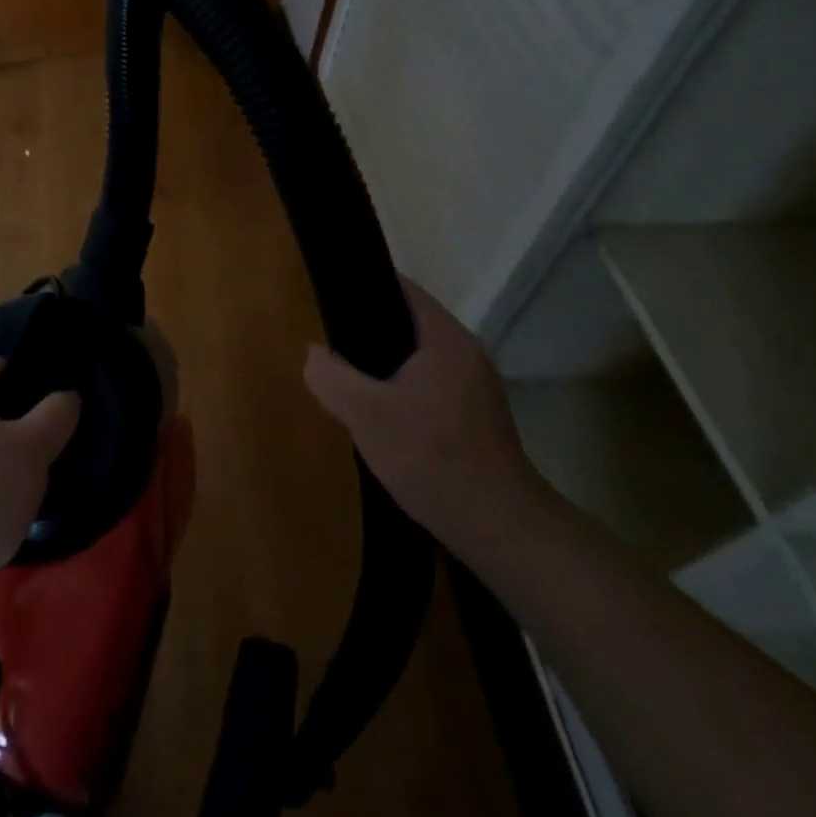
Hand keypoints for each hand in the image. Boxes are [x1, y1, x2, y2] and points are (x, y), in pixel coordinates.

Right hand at [303, 275, 544, 553]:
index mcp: (445, 339)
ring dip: (383, 365)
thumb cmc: (433, 459)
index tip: (328, 297)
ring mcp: (475, 386)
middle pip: (407, 322)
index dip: (363, 286)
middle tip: (330, 343)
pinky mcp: (475, 417)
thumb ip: (332, 376)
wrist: (501, 530)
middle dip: (367, 330)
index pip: (401, 288)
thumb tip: (315, 354)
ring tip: (347, 378)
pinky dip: (400, 389)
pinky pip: (428, 385)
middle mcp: (466, 353)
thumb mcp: (366, 415)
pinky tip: (379, 414)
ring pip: (417, 358)